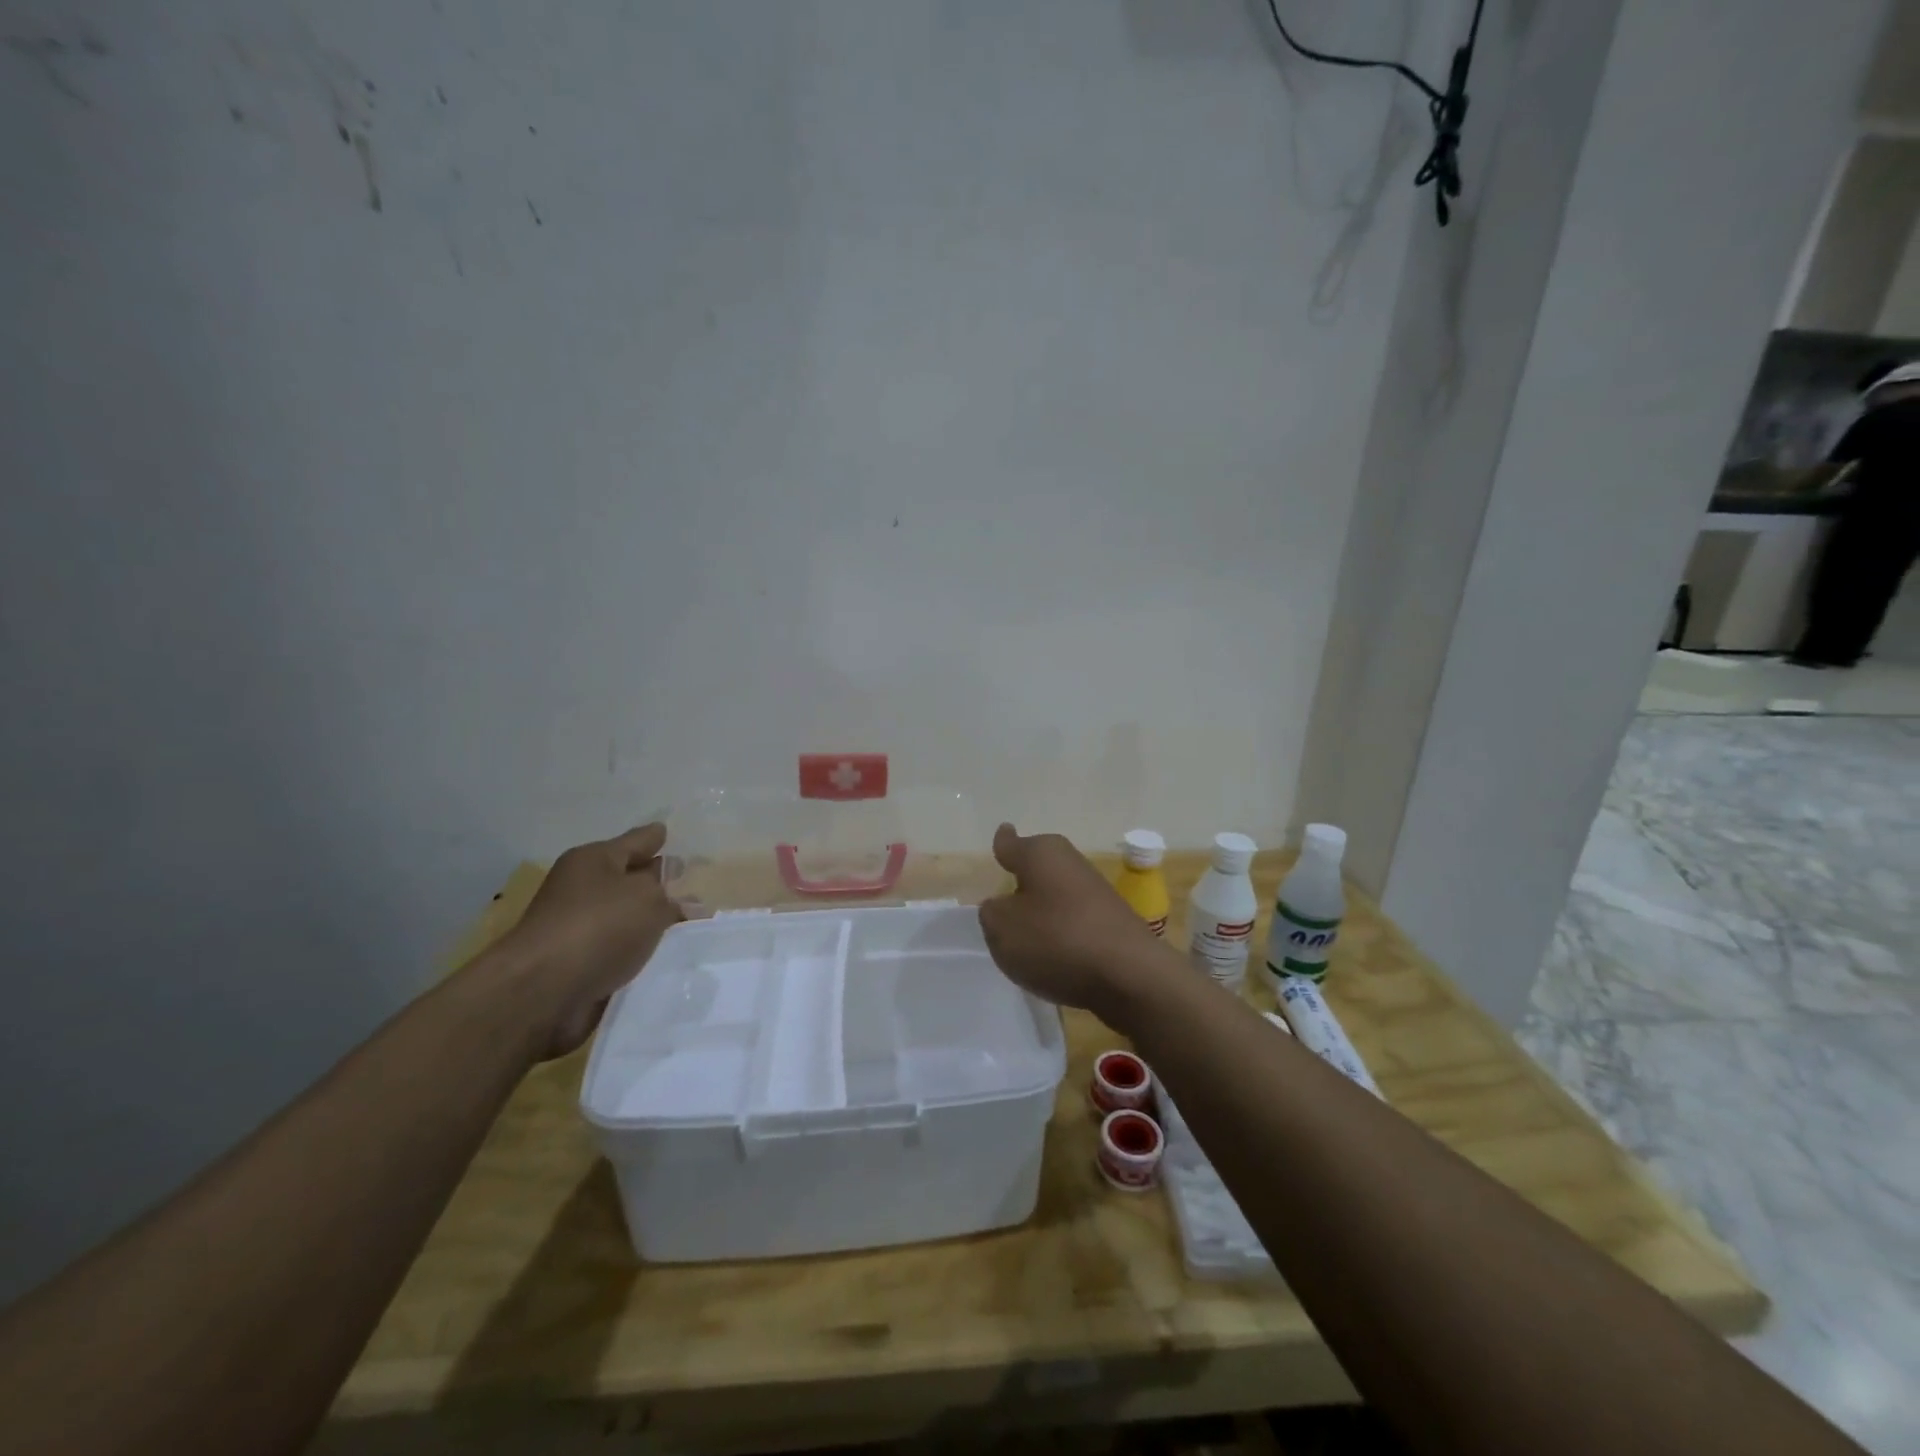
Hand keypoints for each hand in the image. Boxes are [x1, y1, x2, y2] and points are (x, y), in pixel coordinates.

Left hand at [494, 824, 683, 1058]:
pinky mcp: (578, 964)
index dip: (657, 837)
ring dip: (651, 922)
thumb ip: (671, 897)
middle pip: (630, 879)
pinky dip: (639, 952)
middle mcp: (582, 888)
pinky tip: (665, 957)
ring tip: (689, 926)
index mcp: (594, 860)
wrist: (541, 992)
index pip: (637, 840)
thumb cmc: (598, 927)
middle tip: (694, 885)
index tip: (670, 833)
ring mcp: (577, 927)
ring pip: (626, 917)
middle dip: (658, 882)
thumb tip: (680, 903)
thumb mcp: (648, 899)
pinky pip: (619, 950)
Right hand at [977, 823, 1166, 1025]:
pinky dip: (1063, 936)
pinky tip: (1057, 960)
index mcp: (1041, 853)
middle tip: (1004, 903)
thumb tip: (1003, 906)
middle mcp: (1070, 863)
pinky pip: (1075, 924)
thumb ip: (992, 914)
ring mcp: (1095, 892)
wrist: (1131, 976)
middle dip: (1023, 882)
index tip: (1004, 834)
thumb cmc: (1057, 941)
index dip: (1004, 842)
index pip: (1012, 844)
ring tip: (1027, 942)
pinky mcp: (1112, 922)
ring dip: (1044, 913)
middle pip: (1038, 869)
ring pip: (1057, 897)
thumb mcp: (1002, 929)